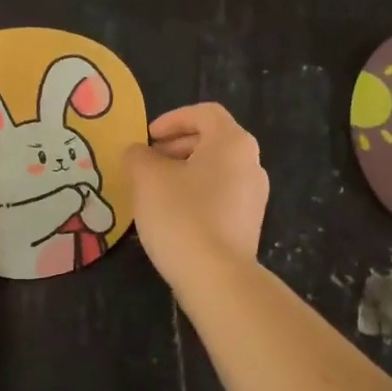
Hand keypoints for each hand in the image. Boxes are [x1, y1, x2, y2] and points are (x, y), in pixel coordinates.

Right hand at [122, 103, 268, 286]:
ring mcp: (254, 196)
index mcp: (232, 142)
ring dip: (183, 172)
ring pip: (215, 170)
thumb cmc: (181, 214)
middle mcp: (251, 163)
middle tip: (147, 162)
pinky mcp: (248, 224)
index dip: (172, 119)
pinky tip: (171, 215)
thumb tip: (138, 152)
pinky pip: (219, 196)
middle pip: (212, 140)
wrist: (216, 277)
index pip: (204, 113)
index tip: (148, 137)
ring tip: (154, 190)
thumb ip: (138, 155)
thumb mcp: (147, 177)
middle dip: (176, 146)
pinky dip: (195, 194)